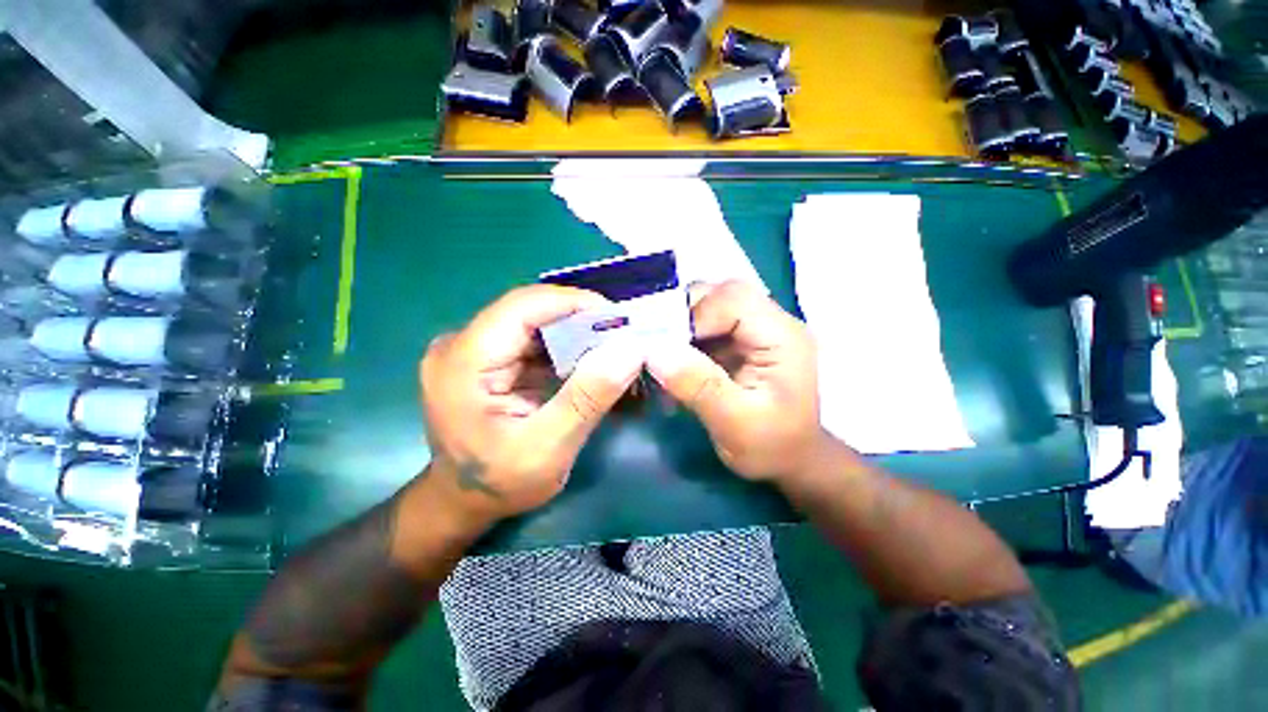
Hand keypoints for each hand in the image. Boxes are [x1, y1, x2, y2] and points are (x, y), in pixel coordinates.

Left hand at [420, 285, 644, 523]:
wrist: (463, 502)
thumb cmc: (499, 483)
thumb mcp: (549, 449)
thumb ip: (588, 398)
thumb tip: (630, 350)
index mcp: (463, 362)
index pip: (522, 307)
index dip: (573, 302)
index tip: (619, 318)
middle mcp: (461, 344)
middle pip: (529, 311)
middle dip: (580, 319)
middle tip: (622, 336)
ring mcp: (473, 349)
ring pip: (535, 322)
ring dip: (576, 332)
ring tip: (612, 348)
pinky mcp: (488, 358)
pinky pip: (533, 339)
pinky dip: (565, 346)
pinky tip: (589, 361)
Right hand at [647, 281, 823, 481]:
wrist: (789, 460)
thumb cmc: (771, 447)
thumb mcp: (735, 424)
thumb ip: (699, 385)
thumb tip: (654, 351)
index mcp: (782, 337)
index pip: (733, 299)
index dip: (694, 314)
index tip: (663, 345)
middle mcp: (770, 323)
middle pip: (719, 294)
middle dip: (682, 316)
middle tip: (656, 346)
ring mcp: (754, 330)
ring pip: (708, 306)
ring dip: (679, 327)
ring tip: (660, 356)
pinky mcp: (739, 341)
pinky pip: (704, 326)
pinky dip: (682, 340)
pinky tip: (671, 364)